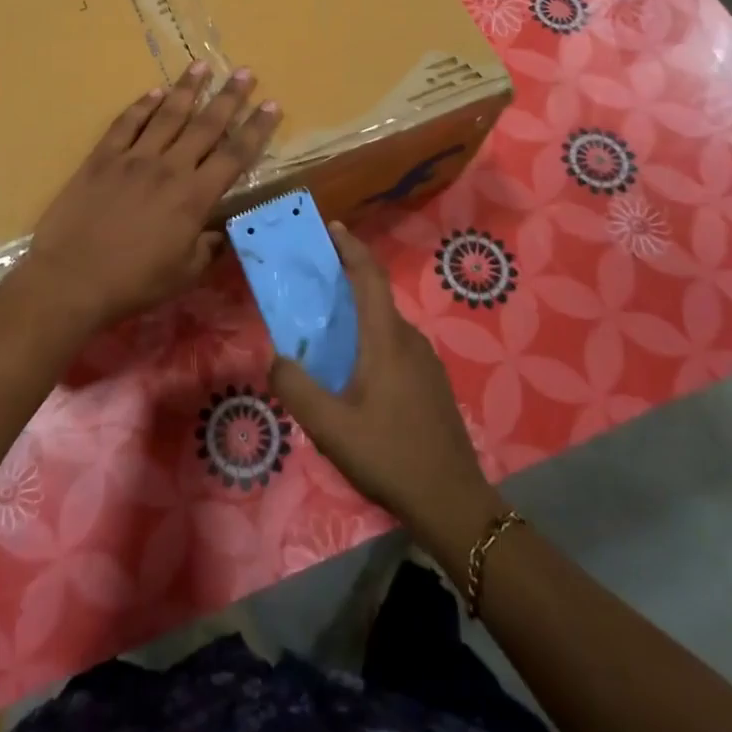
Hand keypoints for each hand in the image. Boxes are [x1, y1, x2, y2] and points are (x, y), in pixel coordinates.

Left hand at [20, 61, 279, 336]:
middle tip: (245, 72)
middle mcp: (169, 168)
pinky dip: (141, 105)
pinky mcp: (102, 158)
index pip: (235, 155)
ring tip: (202, 66)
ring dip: (187, 89)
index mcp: (194, 197)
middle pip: (206, 125)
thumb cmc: (133, 282)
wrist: (71, 279)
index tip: (272, 105)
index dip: (256, 129)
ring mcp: (133, 158)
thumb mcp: (184, 274)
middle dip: (229, 97)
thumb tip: (221, 231)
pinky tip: (154, 91)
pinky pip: (126, 123)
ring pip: (167, 115)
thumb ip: (208, 248)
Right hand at [271, 224, 495, 537]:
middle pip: (376, 296)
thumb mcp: (330, 427)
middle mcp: (409, 340)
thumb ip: (296, 387)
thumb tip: (277, 357)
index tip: (331, 227)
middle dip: (347, 280)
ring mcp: (426, 362)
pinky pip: (395, 345)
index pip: (369, 276)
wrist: (453, 503)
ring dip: (358, 313)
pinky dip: (370, 338)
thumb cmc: (389, 456)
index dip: (351, 247)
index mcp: (386, 339)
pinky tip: (354, 371)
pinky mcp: (431, 383)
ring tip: (326, 328)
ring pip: (385, 324)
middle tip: (313, 281)